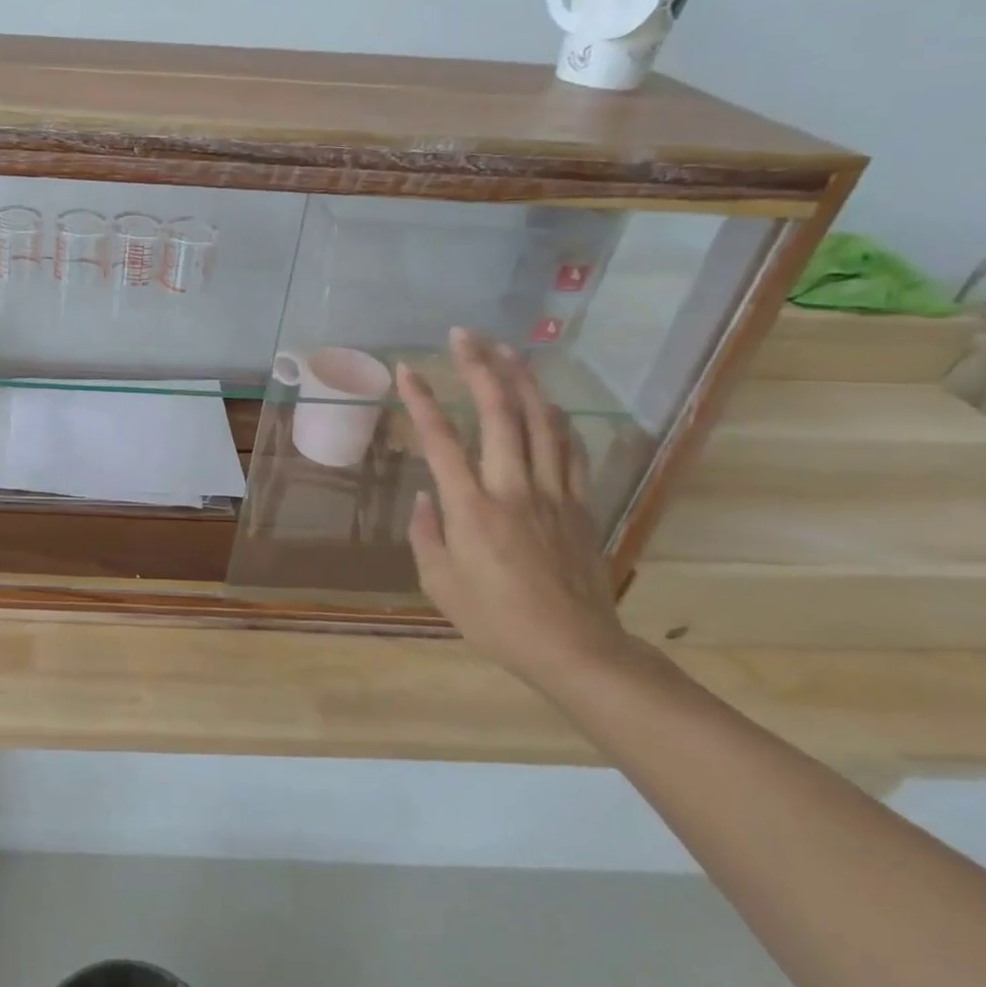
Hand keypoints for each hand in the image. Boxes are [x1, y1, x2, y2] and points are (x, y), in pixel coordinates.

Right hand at [395, 329, 629, 688]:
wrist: (577, 651)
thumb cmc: (497, 620)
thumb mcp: (440, 584)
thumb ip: (425, 532)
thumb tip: (423, 495)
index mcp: (472, 508)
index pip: (441, 440)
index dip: (421, 400)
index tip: (406, 369)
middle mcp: (513, 488)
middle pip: (500, 414)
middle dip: (479, 368)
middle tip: (464, 335)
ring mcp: (552, 493)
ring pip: (541, 421)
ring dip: (523, 380)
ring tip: (507, 349)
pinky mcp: (579, 504)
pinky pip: (570, 449)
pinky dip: (557, 418)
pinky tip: (547, 402)